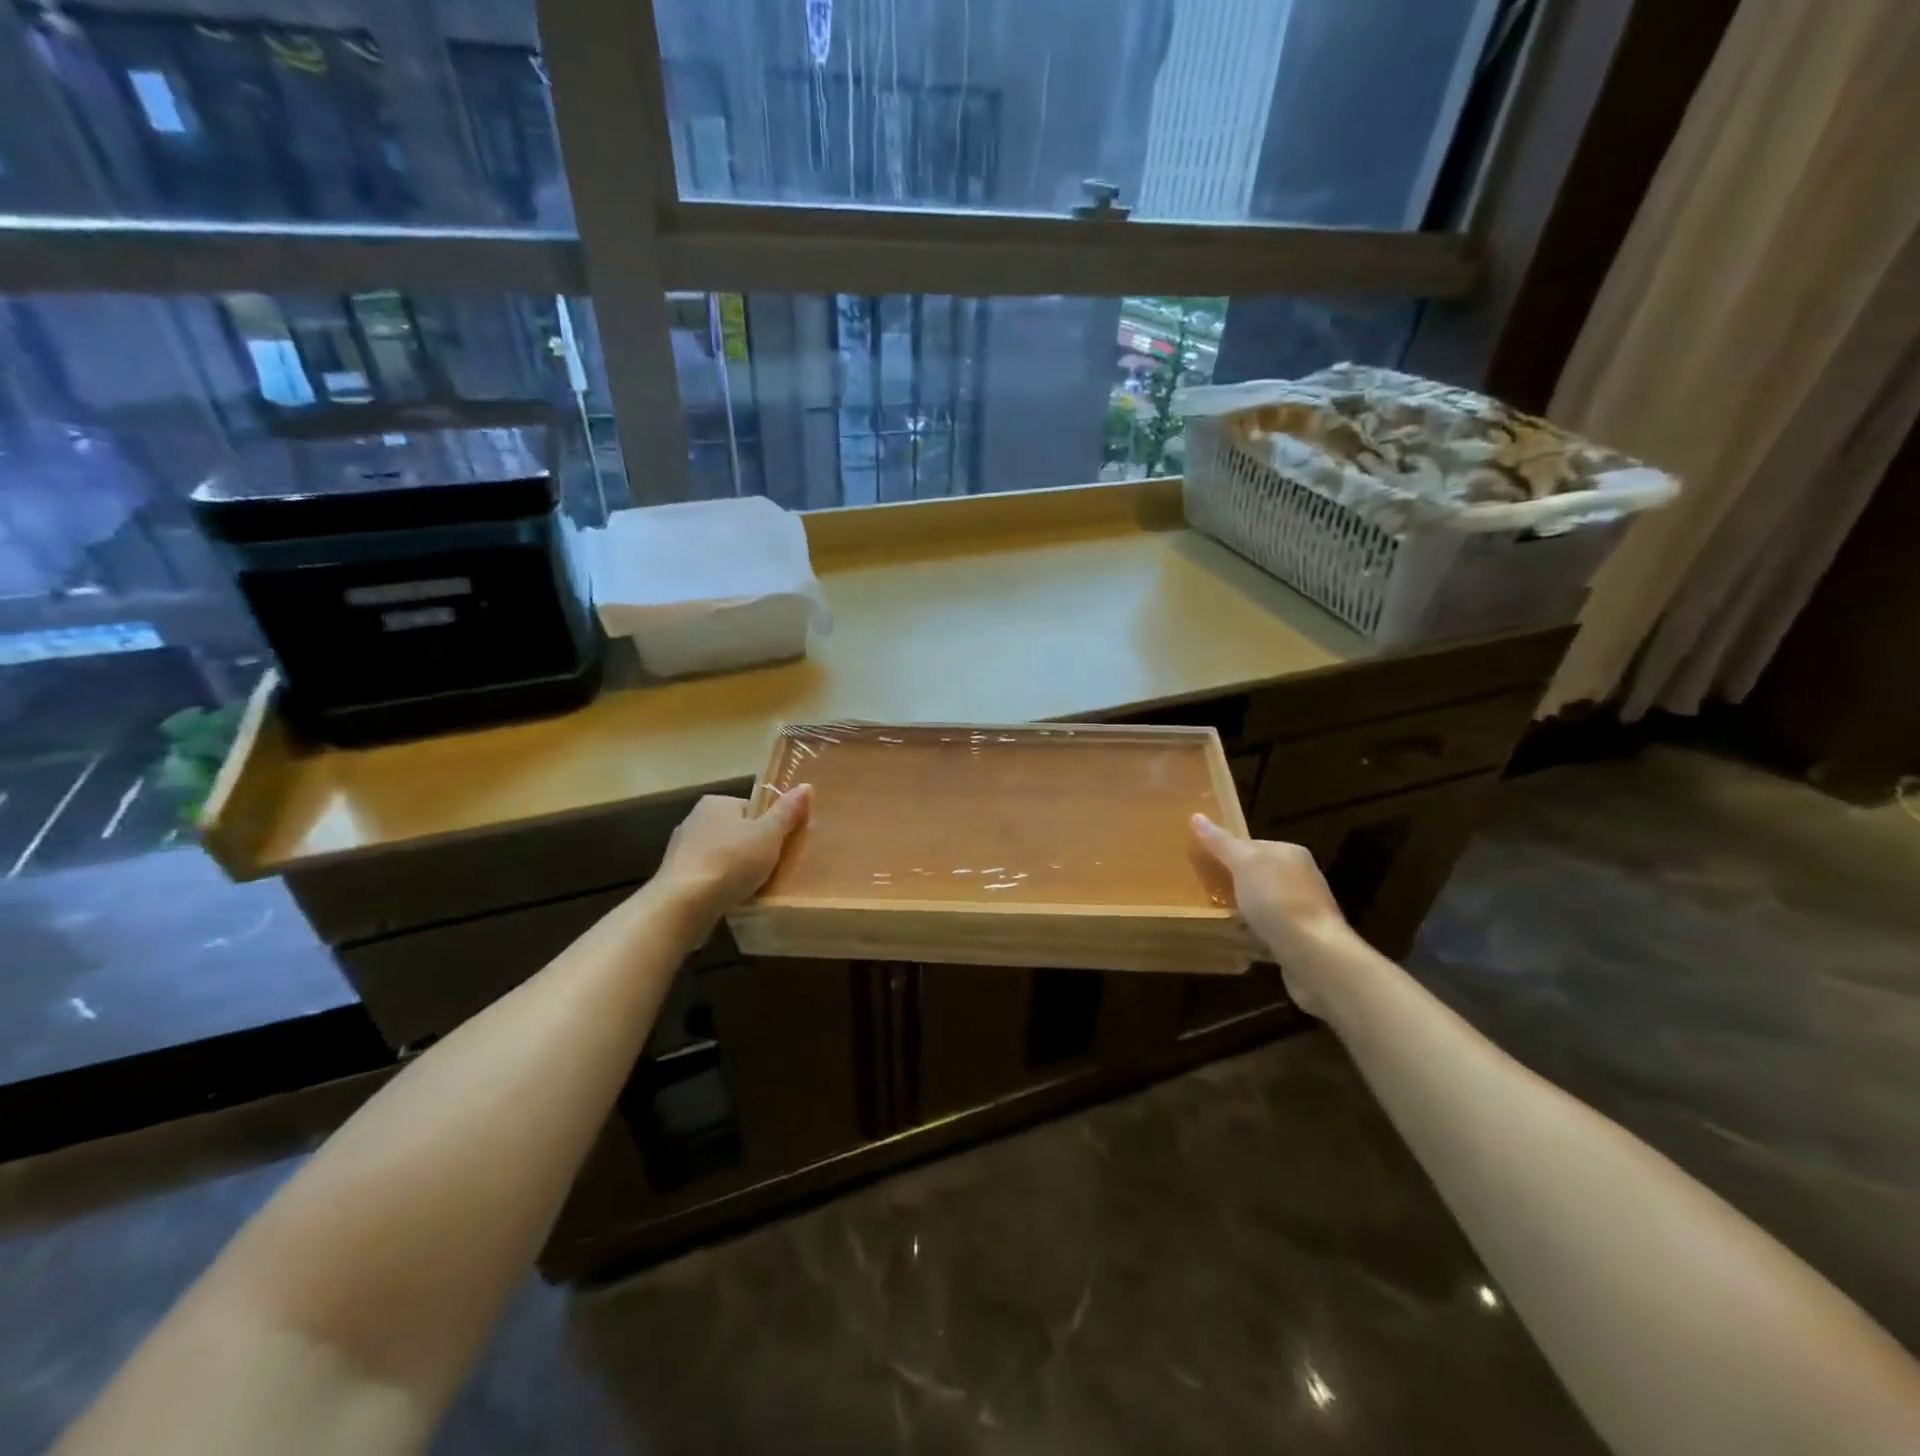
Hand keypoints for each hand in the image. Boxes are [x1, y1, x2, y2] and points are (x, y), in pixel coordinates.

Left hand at [652, 786, 812, 928]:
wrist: (683, 904)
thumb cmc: (731, 861)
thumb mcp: (769, 835)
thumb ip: (787, 812)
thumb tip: (806, 785)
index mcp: (716, 802)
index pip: (751, 808)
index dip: (768, 826)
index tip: (780, 846)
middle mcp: (694, 819)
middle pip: (735, 831)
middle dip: (750, 848)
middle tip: (770, 868)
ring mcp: (680, 849)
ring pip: (719, 855)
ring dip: (734, 868)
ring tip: (752, 887)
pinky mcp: (674, 877)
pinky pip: (706, 876)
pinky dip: (718, 885)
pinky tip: (729, 899)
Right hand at [1191, 814, 1356, 1016]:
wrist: (1314, 956)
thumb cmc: (1277, 901)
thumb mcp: (1243, 864)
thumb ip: (1221, 843)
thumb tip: (1197, 816)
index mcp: (1290, 853)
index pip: (1250, 844)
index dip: (1224, 852)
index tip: (1201, 865)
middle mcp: (1301, 877)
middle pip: (1256, 873)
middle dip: (1232, 882)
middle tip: (1204, 891)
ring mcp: (1303, 909)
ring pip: (1262, 902)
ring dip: (1243, 909)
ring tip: (1217, 916)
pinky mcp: (1302, 938)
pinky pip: (1269, 927)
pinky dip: (1254, 931)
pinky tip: (1239, 939)